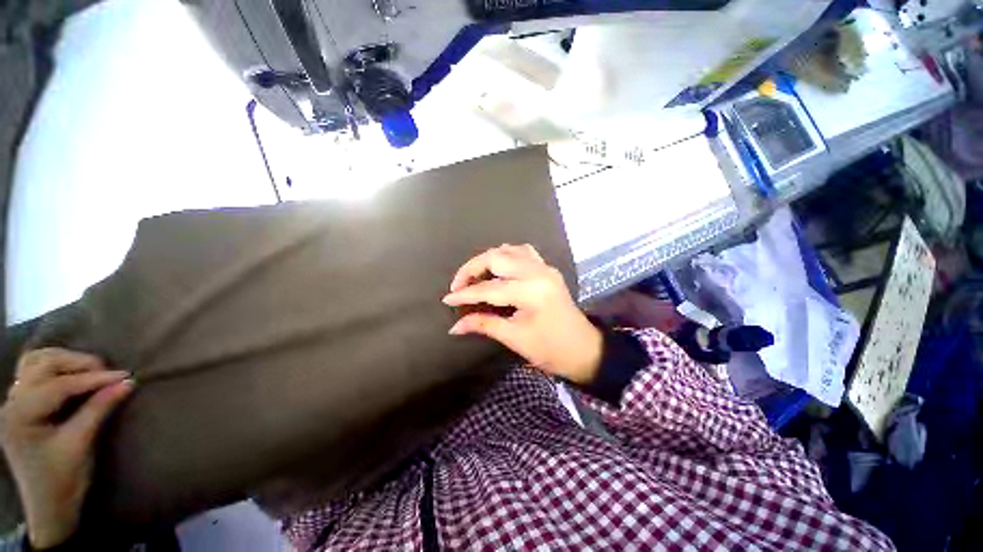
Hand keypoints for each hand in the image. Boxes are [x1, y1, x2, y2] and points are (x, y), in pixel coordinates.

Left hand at [0, 349, 132, 548]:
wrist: (49, 505)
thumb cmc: (63, 478)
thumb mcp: (80, 444)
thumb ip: (99, 409)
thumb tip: (127, 383)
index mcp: (20, 415)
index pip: (59, 385)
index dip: (93, 378)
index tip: (125, 375)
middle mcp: (12, 402)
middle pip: (42, 364)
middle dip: (76, 363)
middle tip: (106, 371)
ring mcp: (14, 401)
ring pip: (36, 362)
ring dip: (65, 360)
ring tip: (91, 369)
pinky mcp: (22, 403)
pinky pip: (34, 371)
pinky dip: (55, 366)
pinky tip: (71, 373)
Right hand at [444, 244, 602, 383]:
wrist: (585, 349)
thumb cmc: (551, 349)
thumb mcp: (515, 338)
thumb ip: (484, 325)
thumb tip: (455, 325)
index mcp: (531, 291)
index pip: (489, 288)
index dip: (465, 294)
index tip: (447, 299)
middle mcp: (537, 272)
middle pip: (496, 257)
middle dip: (472, 268)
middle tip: (459, 285)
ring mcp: (545, 267)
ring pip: (509, 250)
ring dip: (488, 259)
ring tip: (475, 276)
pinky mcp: (547, 269)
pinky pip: (523, 252)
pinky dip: (506, 256)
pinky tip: (498, 268)